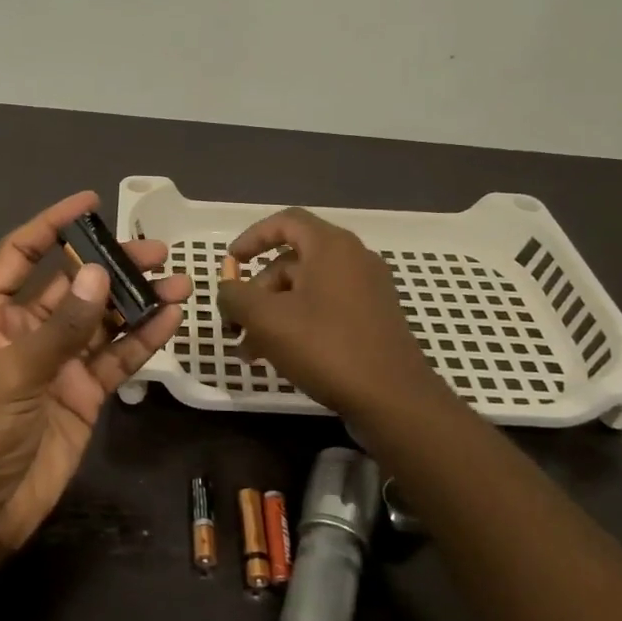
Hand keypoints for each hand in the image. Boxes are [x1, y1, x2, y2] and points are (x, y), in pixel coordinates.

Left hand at [0, 191, 190, 558]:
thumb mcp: (14, 371)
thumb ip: (62, 325)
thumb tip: (98, 272)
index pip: (21, 254)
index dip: (52, 224)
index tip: (90, 201)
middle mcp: (24, 329)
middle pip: (72, 284)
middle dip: (112, 264)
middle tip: (157, 250)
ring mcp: (57, 362)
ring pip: (102, 320)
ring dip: (136, 300)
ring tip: (178, 280)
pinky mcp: (82, 393)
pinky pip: (115, 358)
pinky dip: (141, 340)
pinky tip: (170, 319)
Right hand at [216, 207, 451, 421]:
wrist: (393, 399)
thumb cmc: (326, 347)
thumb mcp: (267, 319)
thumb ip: (236, 296)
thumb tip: (227, 290)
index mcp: (331, 246)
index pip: (286, 221)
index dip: (252, 237)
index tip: (231, 262)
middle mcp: (353, 259)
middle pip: (292, 261)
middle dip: (257, 291)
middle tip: (236, 324)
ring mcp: (368, 290)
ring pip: (306, 289)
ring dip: (273, 313)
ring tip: (251, 351)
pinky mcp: (374, 319)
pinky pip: (326, 308)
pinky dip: (298, 323)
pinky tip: (280, 356)